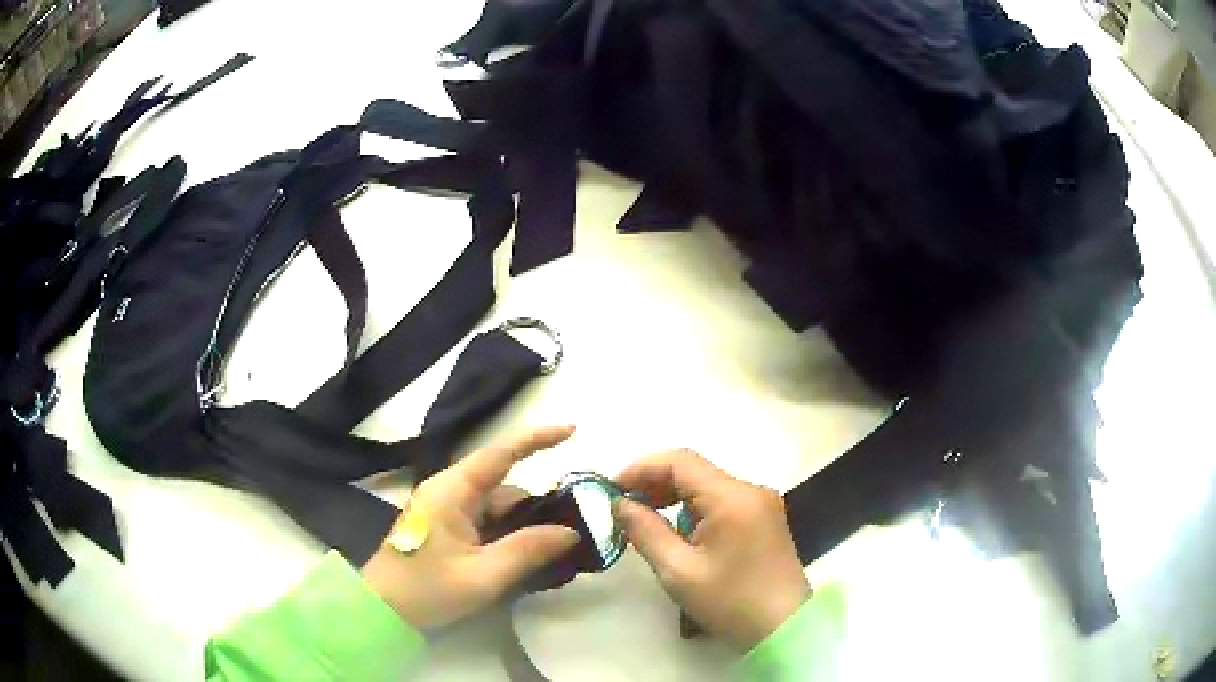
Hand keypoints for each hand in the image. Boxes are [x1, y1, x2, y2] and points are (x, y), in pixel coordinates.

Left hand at [361, 426, 579, 629]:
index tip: (573, 431)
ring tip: (554, 554)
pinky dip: (508, 536)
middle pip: (504, 487)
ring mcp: (446, 511)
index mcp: (453, 491)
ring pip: (497, 508)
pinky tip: (526, 559)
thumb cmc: (427, 589)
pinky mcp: (446, 529)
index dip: (537, 438)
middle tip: (576, 531)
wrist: (382, 609)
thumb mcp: (483, 575)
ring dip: (524, 527)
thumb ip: (528, 550)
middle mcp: (449, 492)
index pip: (500, 453)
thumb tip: (571, 532)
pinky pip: (486, 523)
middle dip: (538, 507)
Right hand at [614, 449, 810, 650]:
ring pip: (708, 485)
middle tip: (623, 508)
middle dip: (655, 483)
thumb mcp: (678, 571)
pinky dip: (694, 509)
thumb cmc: (730, 601)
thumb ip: (645, 531)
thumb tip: (619, 504)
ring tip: (645, 521)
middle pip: (694, 470)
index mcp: (732, 497)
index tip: (612, 490)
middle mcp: (750, 489)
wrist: (784, 627)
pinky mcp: (765, 518)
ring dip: (673, 497)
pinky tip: (678, 533)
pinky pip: (722, 501)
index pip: (680, 461)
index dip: (641, 468)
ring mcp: (762, 503)